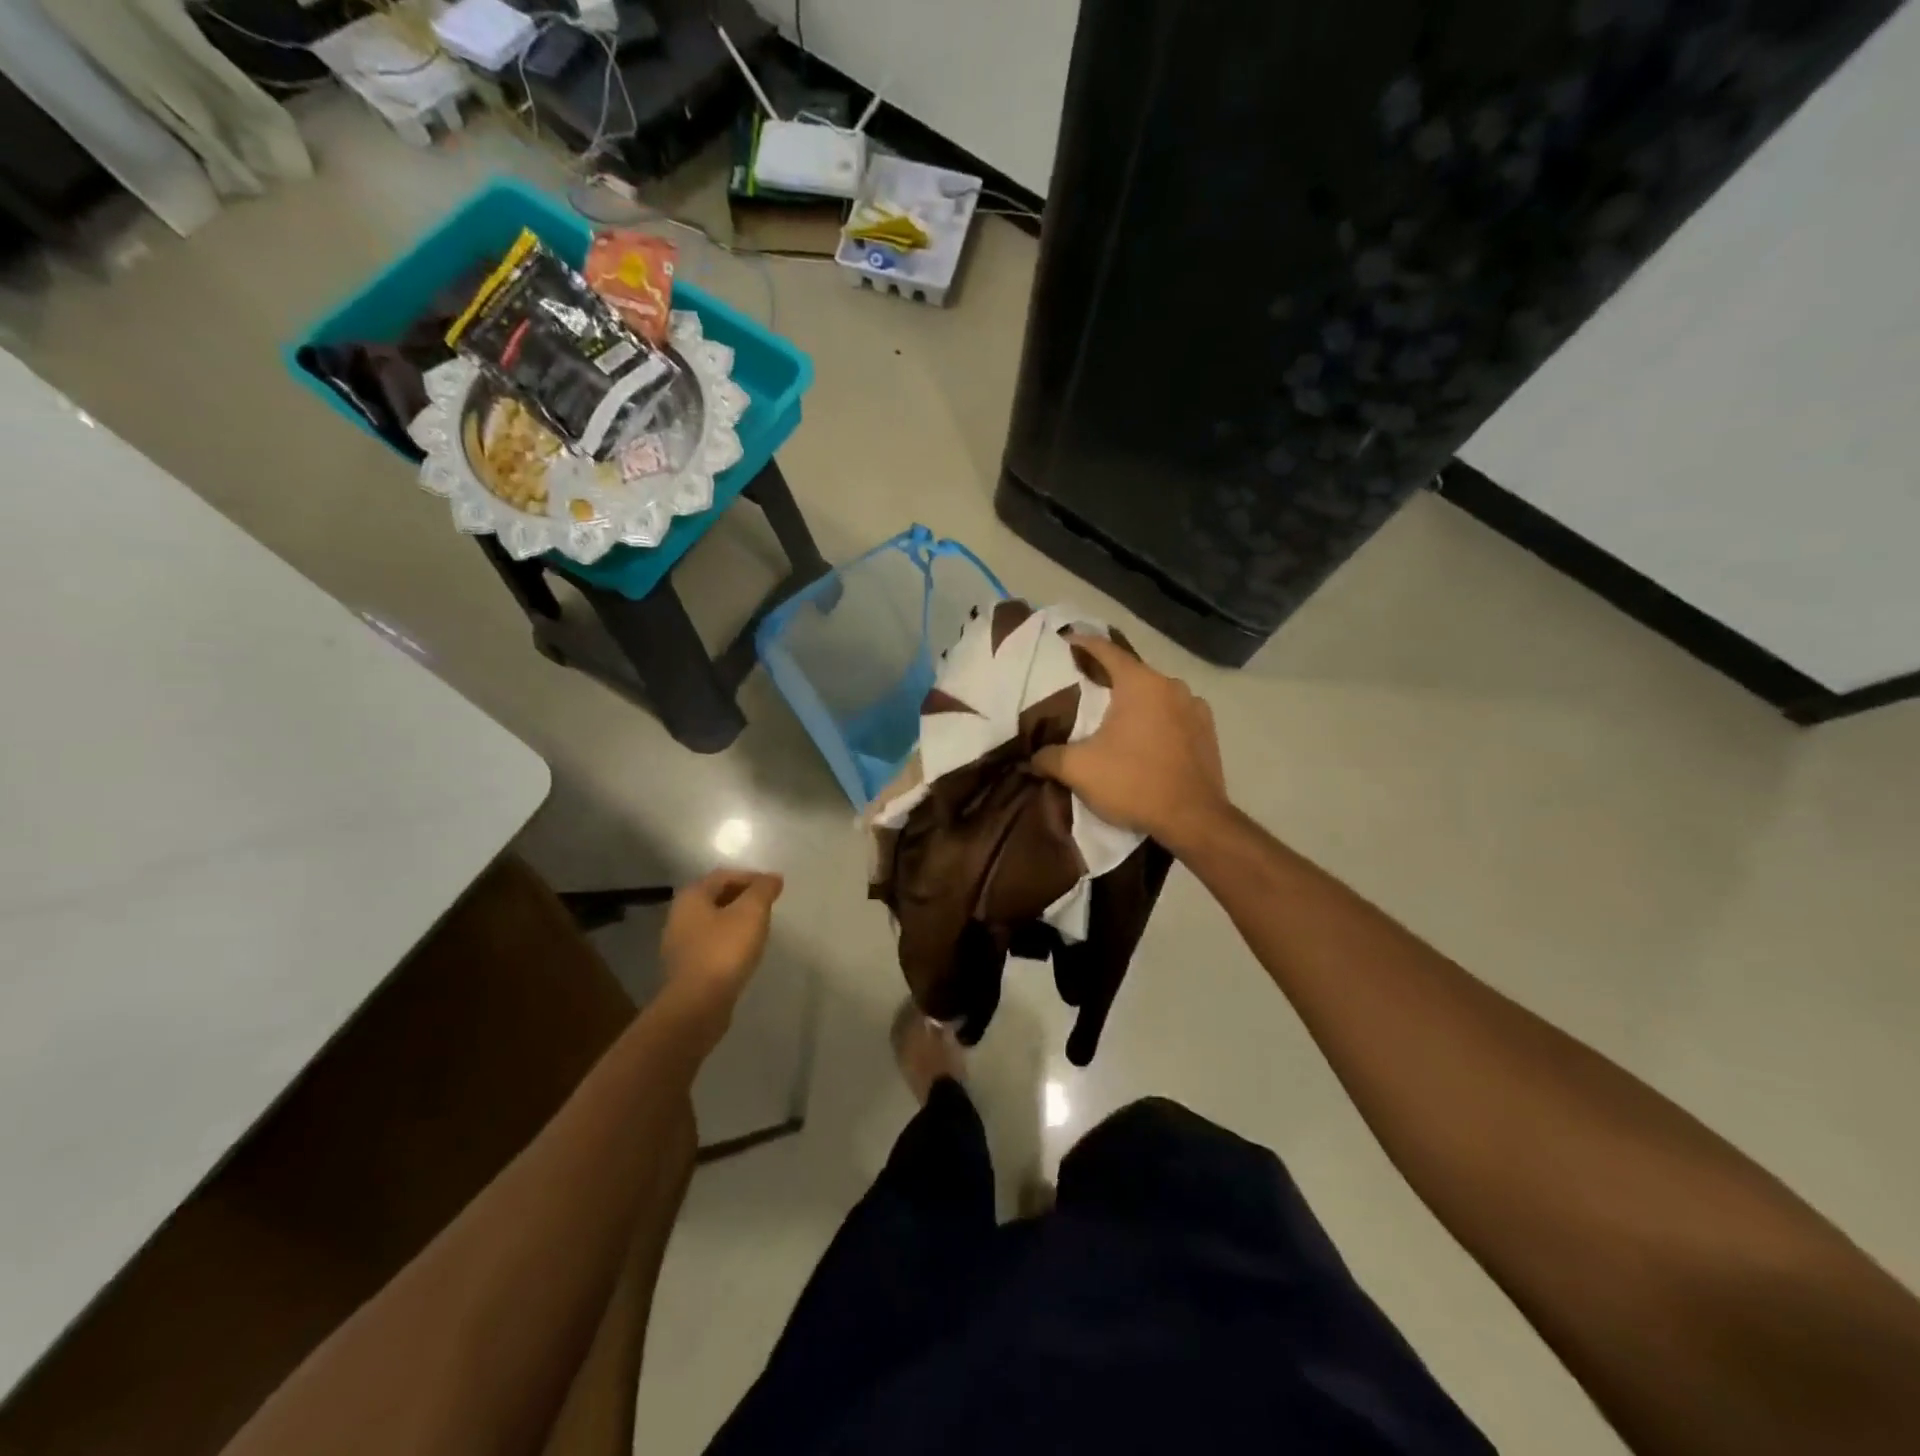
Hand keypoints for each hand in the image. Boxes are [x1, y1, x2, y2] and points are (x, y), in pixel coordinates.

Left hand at [658, 869, 783, 1029]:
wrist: (698, 1005)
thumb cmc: (724, 950)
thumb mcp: (751, 912)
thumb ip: (763, 890)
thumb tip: (772, 878)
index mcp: (692, 897)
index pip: (724, 875)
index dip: (751, 877)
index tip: (774, 887)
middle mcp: (680, 916)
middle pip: (716, 897)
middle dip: (743, 897)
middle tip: (768, 905)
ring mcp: (680, 944)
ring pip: (713, 922)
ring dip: (736, 920)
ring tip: (760, 928)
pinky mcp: (686, 969)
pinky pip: (711, 944)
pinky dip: (729, 941)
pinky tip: (745, 952)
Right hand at [1033, 634, 1229, 852]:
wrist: (1193, 819)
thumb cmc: (1134, 783)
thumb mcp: (1079, 770)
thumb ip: (1049, 757)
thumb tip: (1032, 757)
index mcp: (1140, 683)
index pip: (1105, 650)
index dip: (1081, 644)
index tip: (1063, 643)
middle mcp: (1171, 685)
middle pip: (1131, 671)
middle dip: (1106, 677)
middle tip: (1081, 687)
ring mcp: (1195, 707)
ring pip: (1154, 694)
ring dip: (1133, 700)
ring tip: (1112, 716)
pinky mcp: (1207, 731)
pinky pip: (1174, 714)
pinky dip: (1155, 718)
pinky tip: (1144, 737)